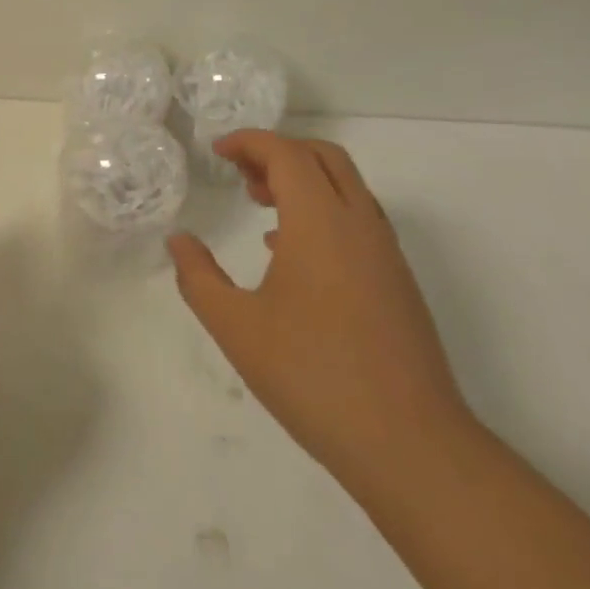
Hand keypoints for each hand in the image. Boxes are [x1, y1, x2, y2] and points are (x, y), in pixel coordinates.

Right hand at [168, 132, 474, 489]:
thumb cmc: (313, 376)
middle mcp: (360, 225)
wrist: (411, 446)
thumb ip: (198, 277)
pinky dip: (323, 211)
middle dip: (278, 152)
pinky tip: (291, 252)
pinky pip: (358, 220)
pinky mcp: (398, 283)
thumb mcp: (236, 327)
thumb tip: (178, 241)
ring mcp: (386, 254)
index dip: (249, 142)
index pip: (287, 154)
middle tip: (239, 173)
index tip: (217, 152)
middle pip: (323, 158)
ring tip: (260, 204)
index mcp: (320, 223)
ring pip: (347, 187)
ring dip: (303, 180)